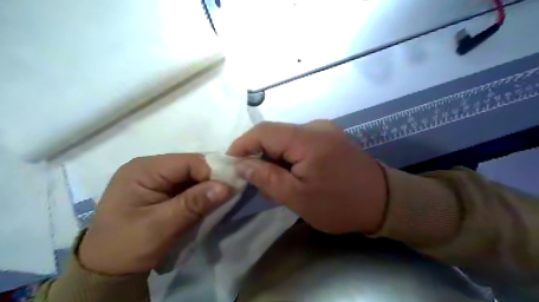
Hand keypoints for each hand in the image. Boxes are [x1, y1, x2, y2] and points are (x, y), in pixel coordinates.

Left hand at [77, 155, 233, 273]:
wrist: (105, 270)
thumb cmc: (128, 246)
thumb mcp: (161, 226)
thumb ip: (194, 204)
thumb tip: (227, 187)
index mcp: (143, 169)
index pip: (188, 161)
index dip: (212, 172)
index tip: (229, 189)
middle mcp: (149, 167)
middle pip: (191, 165)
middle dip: (211, 179)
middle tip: (227, 194)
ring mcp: (154, 178)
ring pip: (191, 175)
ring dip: (206, 186)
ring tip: (219, 199)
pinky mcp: (160, 189)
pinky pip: (186, 184)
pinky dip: (199, 193)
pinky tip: (206, 202)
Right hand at [227, 122, 386, 234]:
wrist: (384, 203)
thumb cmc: (339, 204)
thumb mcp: (297, 197)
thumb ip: (266, 177)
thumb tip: (241, 164)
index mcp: (307, 138)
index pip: (263, 131)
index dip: (242, 145)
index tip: (231, 163)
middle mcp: (315, 126)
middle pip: (274, 134)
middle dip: (258, 155)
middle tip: (253, 179)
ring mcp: (325, 130)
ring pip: (286, 139)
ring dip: (274, 158)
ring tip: (273, 182)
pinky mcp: (330, 137)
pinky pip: (300, 143)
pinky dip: (289, 157)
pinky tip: (291, 175)